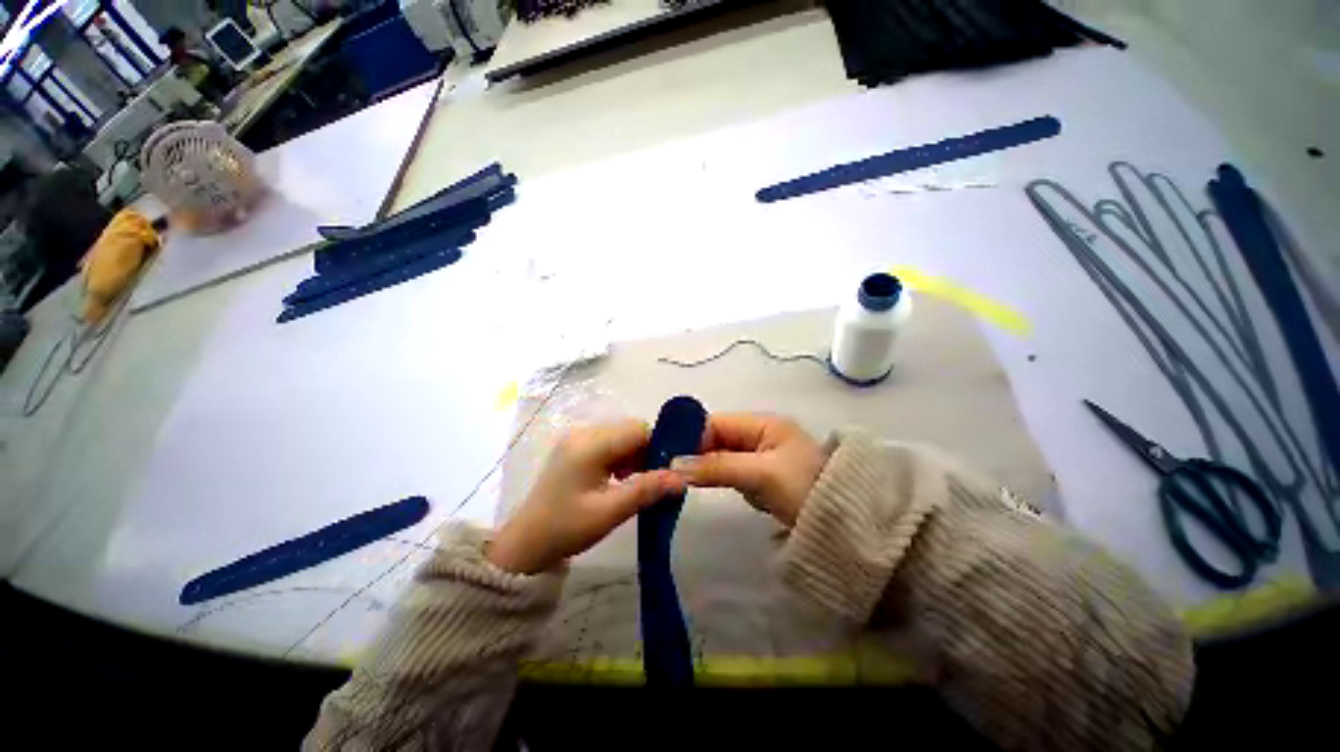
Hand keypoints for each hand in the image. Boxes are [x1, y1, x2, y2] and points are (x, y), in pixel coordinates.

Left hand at [488, 419, 685, 573]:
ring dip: (635, 455)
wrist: (525, 545)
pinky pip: (609, 444)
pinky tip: (623, 479)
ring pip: (621, 436)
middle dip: (647, 451)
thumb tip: (682, 478)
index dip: (658, 445)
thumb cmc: (566, 528)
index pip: (637, 429)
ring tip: (639, 482)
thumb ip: (646, 490)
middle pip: (630, 430)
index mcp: (590, 445)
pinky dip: (622, 458)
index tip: (670, 469)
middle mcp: (584, 433)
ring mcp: (577, 440)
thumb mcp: (609, 512)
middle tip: (656, 480)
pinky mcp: (576, 449)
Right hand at [671, 413, 825, 526]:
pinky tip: (708, 487)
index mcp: (763, 423)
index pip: (716, 422)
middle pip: (717, 438)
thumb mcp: (759, 474)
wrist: (846, 525)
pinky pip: (732, 470)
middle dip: (697, 454)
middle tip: (673, 474)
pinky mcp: (762, 475)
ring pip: (722, 455)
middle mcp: (760, 434)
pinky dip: (720, 478)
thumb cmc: (804, 490)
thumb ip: (717, 466)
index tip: (670, 458)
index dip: (693, 436)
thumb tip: (674, 464)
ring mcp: (761, 455)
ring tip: (685, 481)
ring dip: (707, 467)